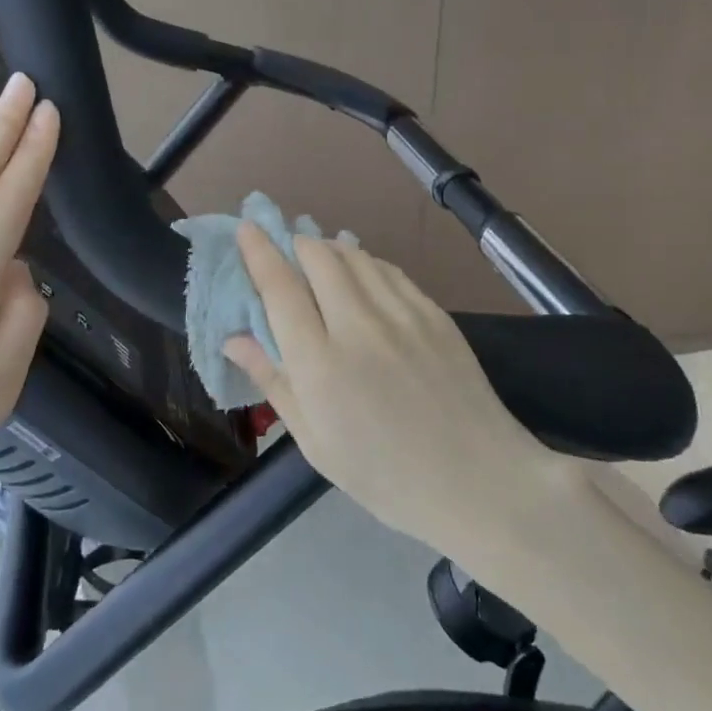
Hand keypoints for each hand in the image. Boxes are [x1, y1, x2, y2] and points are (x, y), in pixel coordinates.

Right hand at [224, 226, 577, 552]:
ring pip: (355, 255)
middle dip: (295, 245)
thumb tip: (233, 338)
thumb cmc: (384, 475)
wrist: (478, 481)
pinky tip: (362, 276)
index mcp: (320, 364)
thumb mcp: (315, 441)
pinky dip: (365, 263)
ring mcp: (401, 314)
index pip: (280, 287)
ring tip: (320, 260)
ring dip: (329, 249)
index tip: (246, 228)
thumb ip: (273, 381)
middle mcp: (358, 326)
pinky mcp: (434, 312)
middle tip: (287, 254)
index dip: (259, 252)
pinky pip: (389, 269)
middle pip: (318, 257)